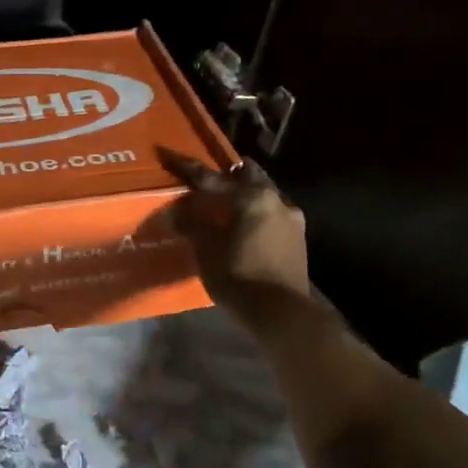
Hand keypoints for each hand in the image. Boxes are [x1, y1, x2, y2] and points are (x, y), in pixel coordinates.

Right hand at [158, 150, 309, 332]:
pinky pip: (272, 214)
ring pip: (265, 195)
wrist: (282, 313)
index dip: (188, 168)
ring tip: (226, 204)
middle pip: (249, 176)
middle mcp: (277, 200)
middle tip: (208, 179)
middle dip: (228, 175)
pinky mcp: (298, 239)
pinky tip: (244, 226)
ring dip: (246, 195)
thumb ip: (192, 225)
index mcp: (253, 198)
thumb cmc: (240, 277)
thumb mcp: (207, 251)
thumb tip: (175, 212)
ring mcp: (292, 219)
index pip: (213, 177)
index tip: (170, 154)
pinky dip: (256, 213)